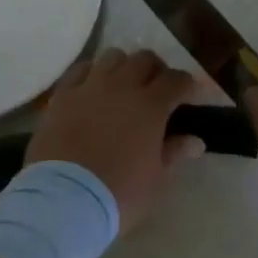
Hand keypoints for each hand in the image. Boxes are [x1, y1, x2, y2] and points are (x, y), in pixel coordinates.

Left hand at [26, 48, 203, 231]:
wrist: (64, 200)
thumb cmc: (119, 194)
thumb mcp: (156, 179)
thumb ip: (175, 152)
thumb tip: (195, 141)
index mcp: (150, 106)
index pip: (177, 79)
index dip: (187, 85)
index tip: (190, 96)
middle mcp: (121, 86)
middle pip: (145, 59)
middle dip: (156, 70)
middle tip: (158, 90)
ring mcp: (89, 87)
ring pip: (113, 57)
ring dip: (124, 67)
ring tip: (124, 86)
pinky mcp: (62, 95)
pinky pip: (81, 70)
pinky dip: (92, 73)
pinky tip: (93, 87)